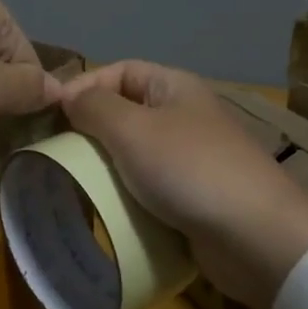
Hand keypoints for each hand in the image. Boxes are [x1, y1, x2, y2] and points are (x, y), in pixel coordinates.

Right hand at [62, 61, 307, 308]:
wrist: (256, 237)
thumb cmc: (189, 169)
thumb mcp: (132, 129)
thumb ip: (94, 107)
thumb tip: (69, 97)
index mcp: (174, 87)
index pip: (120, 71)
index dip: (84, 86)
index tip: (51, 116)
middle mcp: (184, 116)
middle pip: (126, 112)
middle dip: (90, 131)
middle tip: (57, 154)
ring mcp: (191, 159)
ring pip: (135, 154)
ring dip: (106, 168)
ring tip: (74, 184)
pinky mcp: (194, 198)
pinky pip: (149, 188)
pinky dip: (126, 196)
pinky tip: (105, 210)